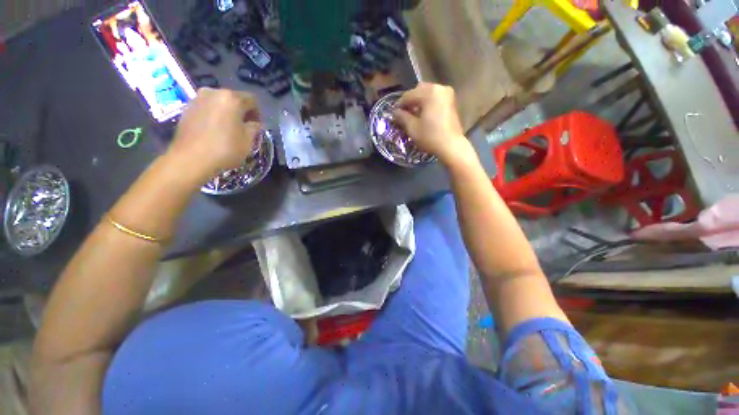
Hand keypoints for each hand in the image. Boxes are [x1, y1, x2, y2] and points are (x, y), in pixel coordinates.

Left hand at [164, 88, 261, 184]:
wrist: (190, 159)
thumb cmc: (225, 149)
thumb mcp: (248, 141)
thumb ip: (254, 128)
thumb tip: (255, 124)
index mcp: (231, 98)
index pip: (252, 100)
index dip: (257, 113)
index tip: (257, 126)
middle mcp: (213, 92)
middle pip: (234, 99)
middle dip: (241, 112)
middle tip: (244, 127)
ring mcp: (197, 99)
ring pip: (219, 103)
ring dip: (227, 113)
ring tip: (228, 129)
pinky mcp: (187, 108)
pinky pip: (207, 108)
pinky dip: (214, 116)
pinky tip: (214, 131)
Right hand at [392, 83, 474, 166]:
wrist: (451, 146)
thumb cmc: (430, 136)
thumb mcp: (412, 128)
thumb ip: (402, 117)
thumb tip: (395, 112)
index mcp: (429, 92)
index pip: (408, 95)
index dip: (399, 105)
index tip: (394, 114)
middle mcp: (439, 88)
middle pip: (419, 90)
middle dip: (410, 101)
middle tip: (404, 114)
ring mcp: (447, 94)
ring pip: (428, 93)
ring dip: (419, 102)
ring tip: (414, 115)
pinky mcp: (451, 102)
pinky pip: (435, 98)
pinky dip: (428, 103)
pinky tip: (424, 115)